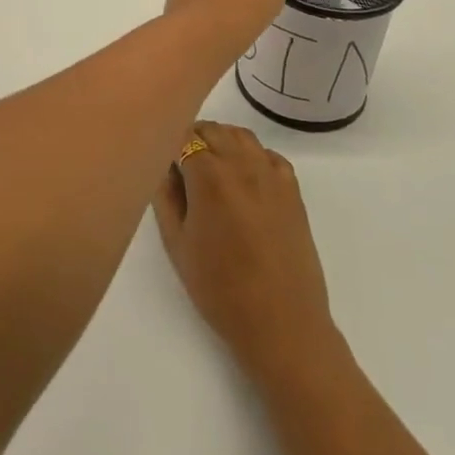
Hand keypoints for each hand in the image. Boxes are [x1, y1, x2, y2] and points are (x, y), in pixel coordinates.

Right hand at [153, 122, 337, 379]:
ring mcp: (272, 174)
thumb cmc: (219, 289)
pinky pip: (268, 155)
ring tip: (210, 168)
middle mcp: (243, 164)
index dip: (170, 143)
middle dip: (193, 138)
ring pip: (241, 136)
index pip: (184, 137)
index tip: (161, 160)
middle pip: (213, 130)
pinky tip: (243, 179)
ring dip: (222, 141)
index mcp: (210, 176)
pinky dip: (252, 155)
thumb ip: (165, 197)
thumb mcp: (177, 244)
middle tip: (180, 165)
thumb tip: (164, 168)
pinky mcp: (293, 190)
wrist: (281, 323)